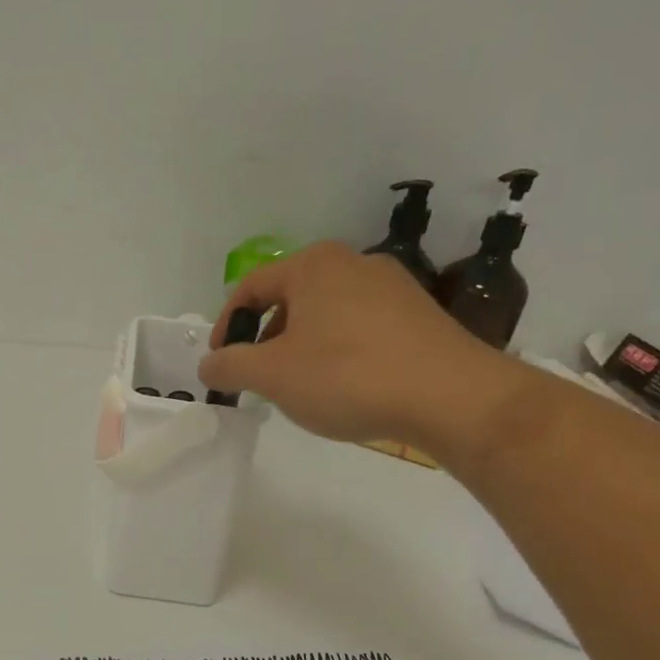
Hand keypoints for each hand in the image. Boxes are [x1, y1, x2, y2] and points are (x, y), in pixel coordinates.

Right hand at [199, 241, 531, 456]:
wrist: (452, 397)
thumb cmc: (348, 376)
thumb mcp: (272, 375)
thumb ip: (230, 366)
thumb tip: (208, 365)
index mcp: (312, 265)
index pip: (249, 288)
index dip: (226, 327)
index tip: (221, 364)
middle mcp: (352, 262)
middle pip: (289, 299)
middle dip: (266, 339)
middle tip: (261, 378)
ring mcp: (392, 285)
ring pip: (325, 314)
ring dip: (302, 347)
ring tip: (304, 387)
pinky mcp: (419, 313)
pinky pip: (360, 327)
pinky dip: (340, 351)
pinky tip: (348, 385)